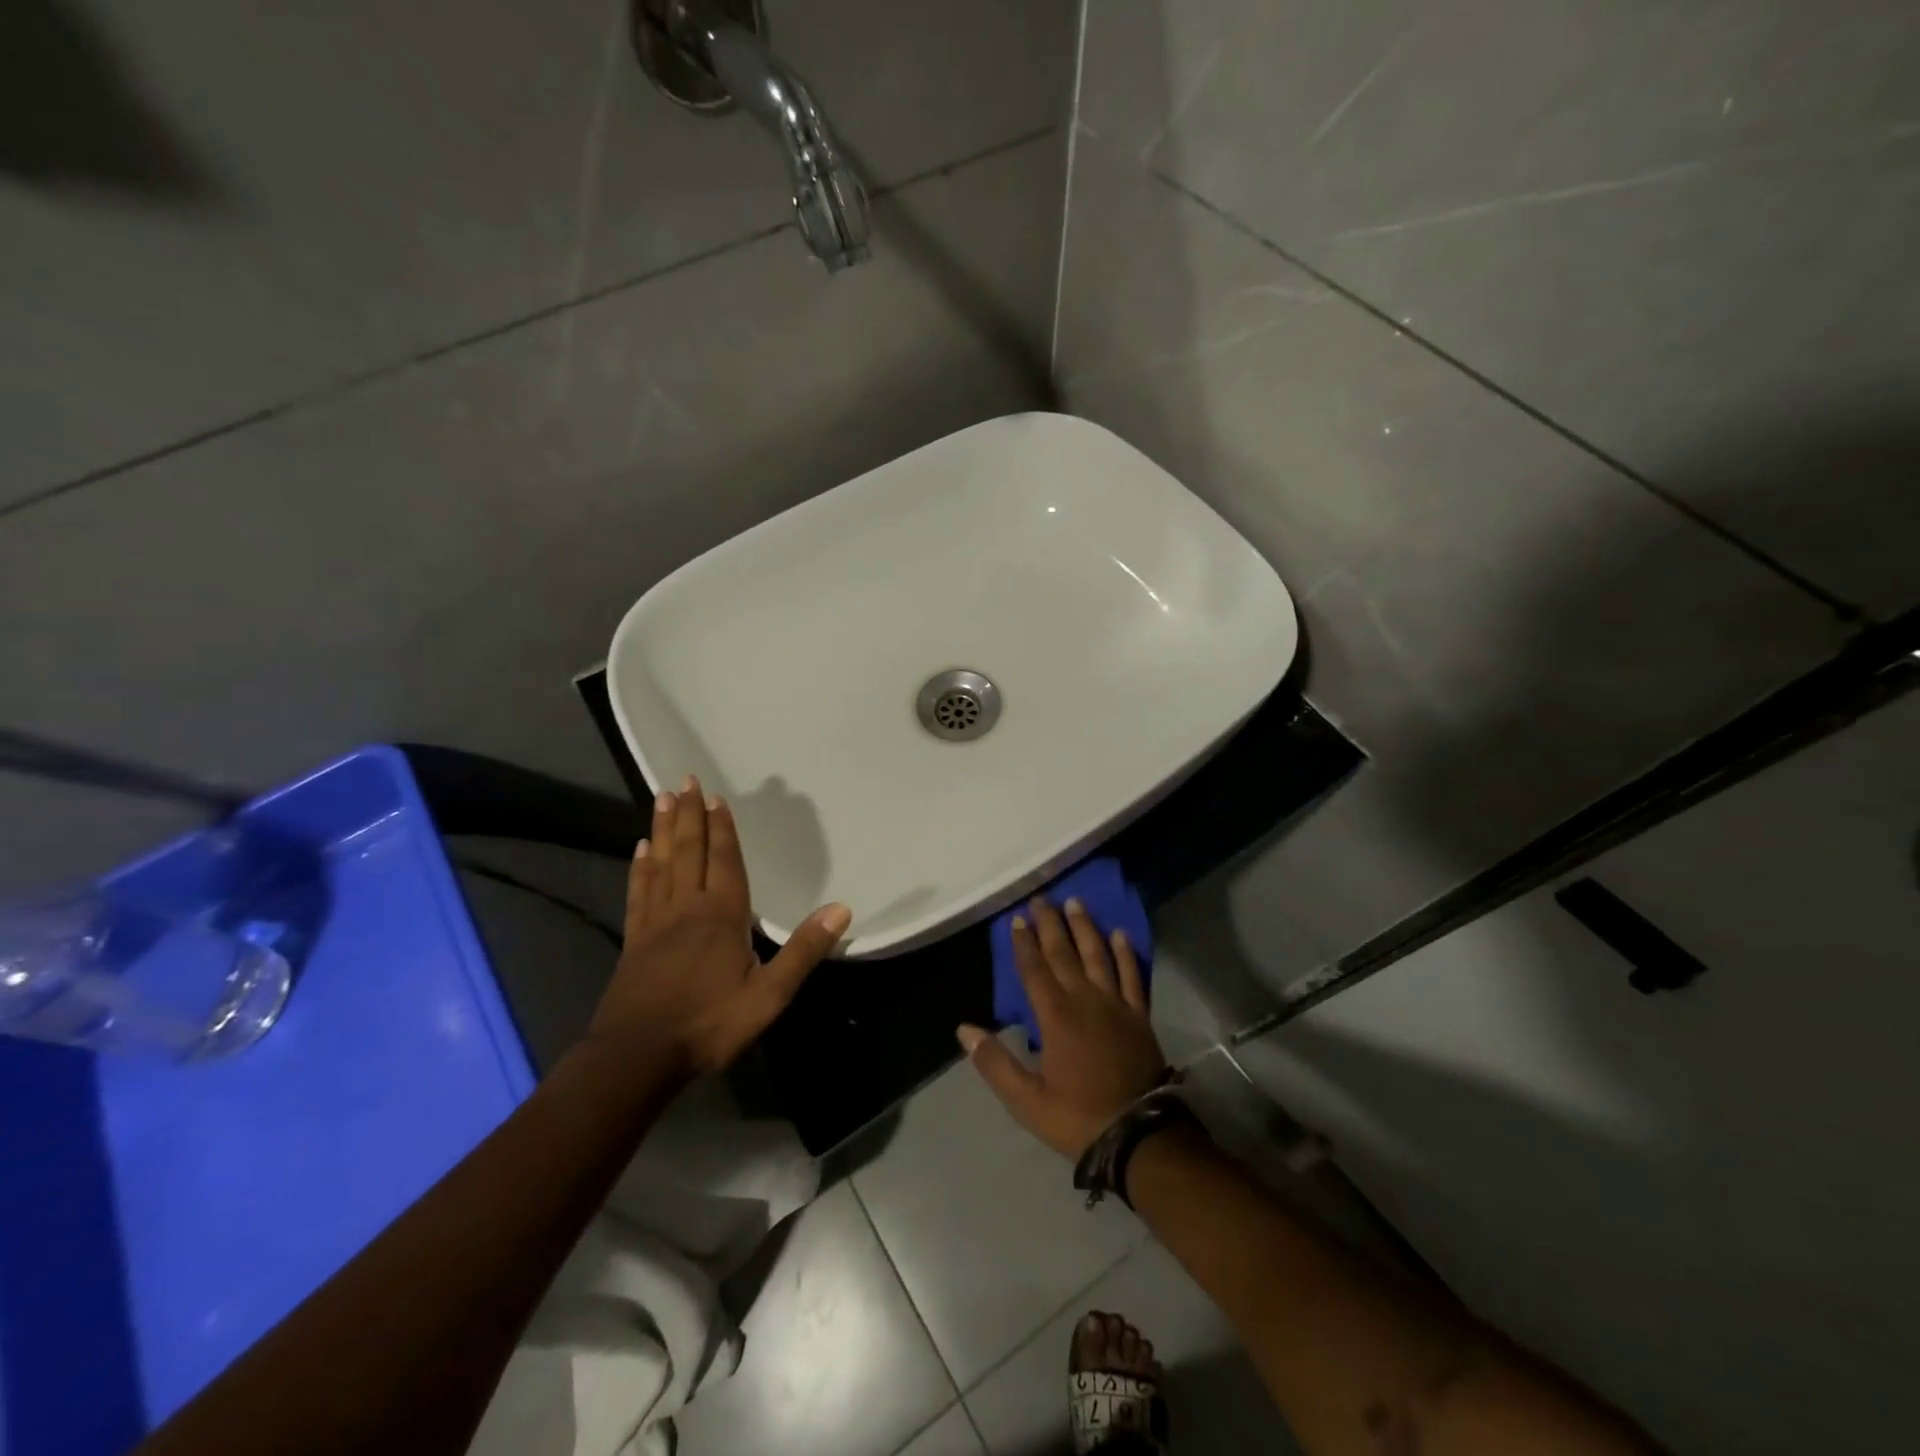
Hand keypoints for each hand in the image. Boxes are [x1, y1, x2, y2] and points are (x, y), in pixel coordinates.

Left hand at [588, 776, 850, 1077]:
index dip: (722, 827)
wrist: (637, 1058)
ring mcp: (656, 922)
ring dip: (664, 830)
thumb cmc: (709, 1024)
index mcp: (722, 915)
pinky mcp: (635, 941)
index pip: (724, 860)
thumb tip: (841, 909)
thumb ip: (803, 951)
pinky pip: (639, 892)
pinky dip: (640, 867)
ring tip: (662, 799)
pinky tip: (640, 851)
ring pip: (661, 864)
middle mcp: (687, 908)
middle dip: (690, 815)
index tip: (715, 796)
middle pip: (689, 851)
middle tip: (683, 780)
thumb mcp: (769, 996)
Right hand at [957, 897, 1166, 1158]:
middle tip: (1041, 899)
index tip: (1017, 919)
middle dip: (1050, 925)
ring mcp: (1115, 1005)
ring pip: (1097, 956)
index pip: (1035, 971)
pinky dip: (1125, 954)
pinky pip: (1132, 976)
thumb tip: (964, 1030)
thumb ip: (994, 1063)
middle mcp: (1085, 1000)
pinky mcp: (1139, 1015)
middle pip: (1064, 954)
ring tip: (1075, 903)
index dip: (1024, 944)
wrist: (1138, 1134)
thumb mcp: (1026, 1100)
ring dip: (1085, 928)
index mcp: (1056, 1017)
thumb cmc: (1077, 1117)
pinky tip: (1119, 934)